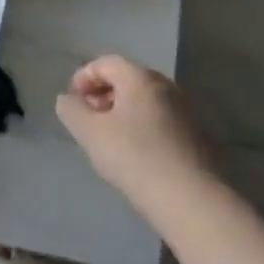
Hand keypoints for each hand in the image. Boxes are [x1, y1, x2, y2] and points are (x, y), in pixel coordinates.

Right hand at [56, 56, 212, 212]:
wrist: (191, 200)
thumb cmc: (135, 157)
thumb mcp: (90, 133)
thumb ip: (72, 110)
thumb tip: (67, 99)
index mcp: (140, 78)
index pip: (106, 63)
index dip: (83, 77)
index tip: (72, 100)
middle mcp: (166, 86)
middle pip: (127, 79)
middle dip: (102, 94)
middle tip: (88, 118)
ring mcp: (185, 111)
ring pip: (144, 101)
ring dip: (121, 111)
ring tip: (108, 138)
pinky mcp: (195, 136)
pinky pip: (160, 119)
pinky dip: (141, 126)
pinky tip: (134, 153)